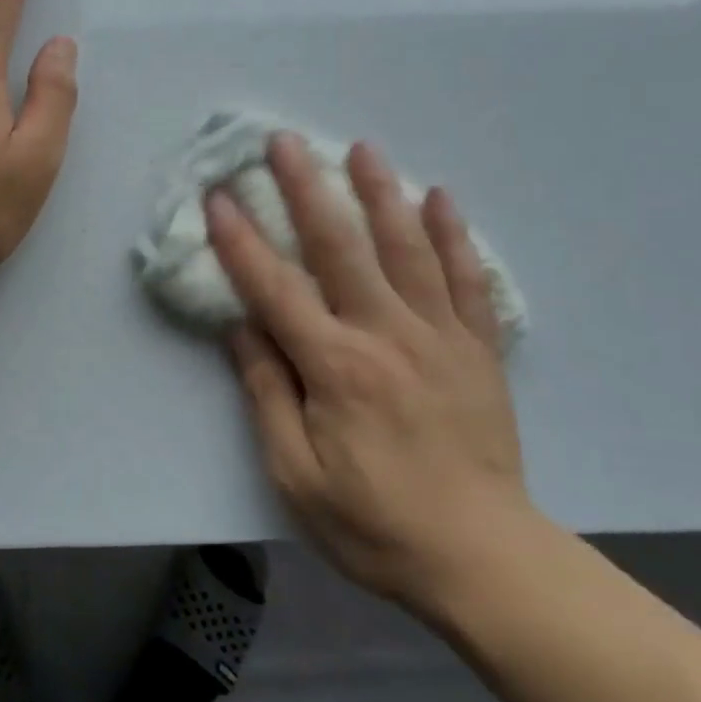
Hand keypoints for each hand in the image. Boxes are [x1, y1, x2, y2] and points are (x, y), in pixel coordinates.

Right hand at [207, 134, 537, 621]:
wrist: (482, 559)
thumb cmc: (374, 523)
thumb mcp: (296, 474)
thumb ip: (266, 393)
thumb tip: (241, 327)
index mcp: (336, 367)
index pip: (276, 289)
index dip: (241, 242)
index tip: (218, 198)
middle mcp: (386, 335)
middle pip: (340, 248)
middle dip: (306, 189)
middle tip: (285, 142)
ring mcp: (440, 336)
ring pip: (407, 249)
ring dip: (380, 193)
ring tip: (362, 148)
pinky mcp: (478, 349)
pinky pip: (468, 280)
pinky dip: (453, 236)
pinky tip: (440, 198)